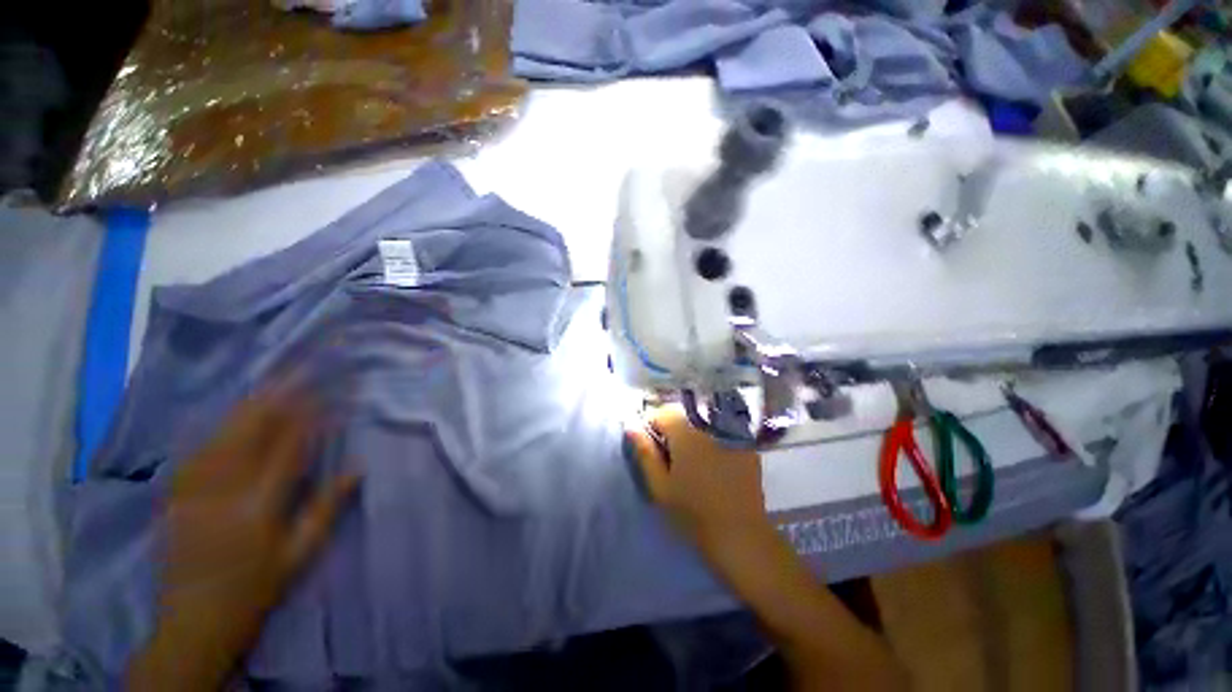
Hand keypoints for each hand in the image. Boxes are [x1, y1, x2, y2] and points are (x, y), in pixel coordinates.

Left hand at [128, 395, 358, 690]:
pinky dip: (220, 427)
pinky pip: (198, 449)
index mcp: (258, 506)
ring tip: (271, 384)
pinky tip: (232, 416)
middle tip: (297, 372)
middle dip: (276, 398)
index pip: (287, 447)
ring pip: (221, 435)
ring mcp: (193, 490)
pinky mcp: (176, 494)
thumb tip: (357, 467)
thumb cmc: (256, 588)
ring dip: (248, 406)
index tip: (325, 393)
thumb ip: (327, 507)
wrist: (194, 619)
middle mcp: (223, 490)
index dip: (307, 416)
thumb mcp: (300, 554)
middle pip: (249, 431)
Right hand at [624, 405, 775, 569]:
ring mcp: (730, 432)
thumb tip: (631, 426)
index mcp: (685, 431)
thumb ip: (644, 452)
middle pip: (681, 415)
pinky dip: (709, 439)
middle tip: (669, 456)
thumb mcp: (660, 485)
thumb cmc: (693, 512)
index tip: (650, 447)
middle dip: (670, 429)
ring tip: (690, 460)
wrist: (740, 535)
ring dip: (690, 433)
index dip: (650, 427)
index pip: (660, 413)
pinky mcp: (745, 443)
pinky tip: (712, 463)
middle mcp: (708, 423)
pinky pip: (719, 431)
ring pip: (700, 421)